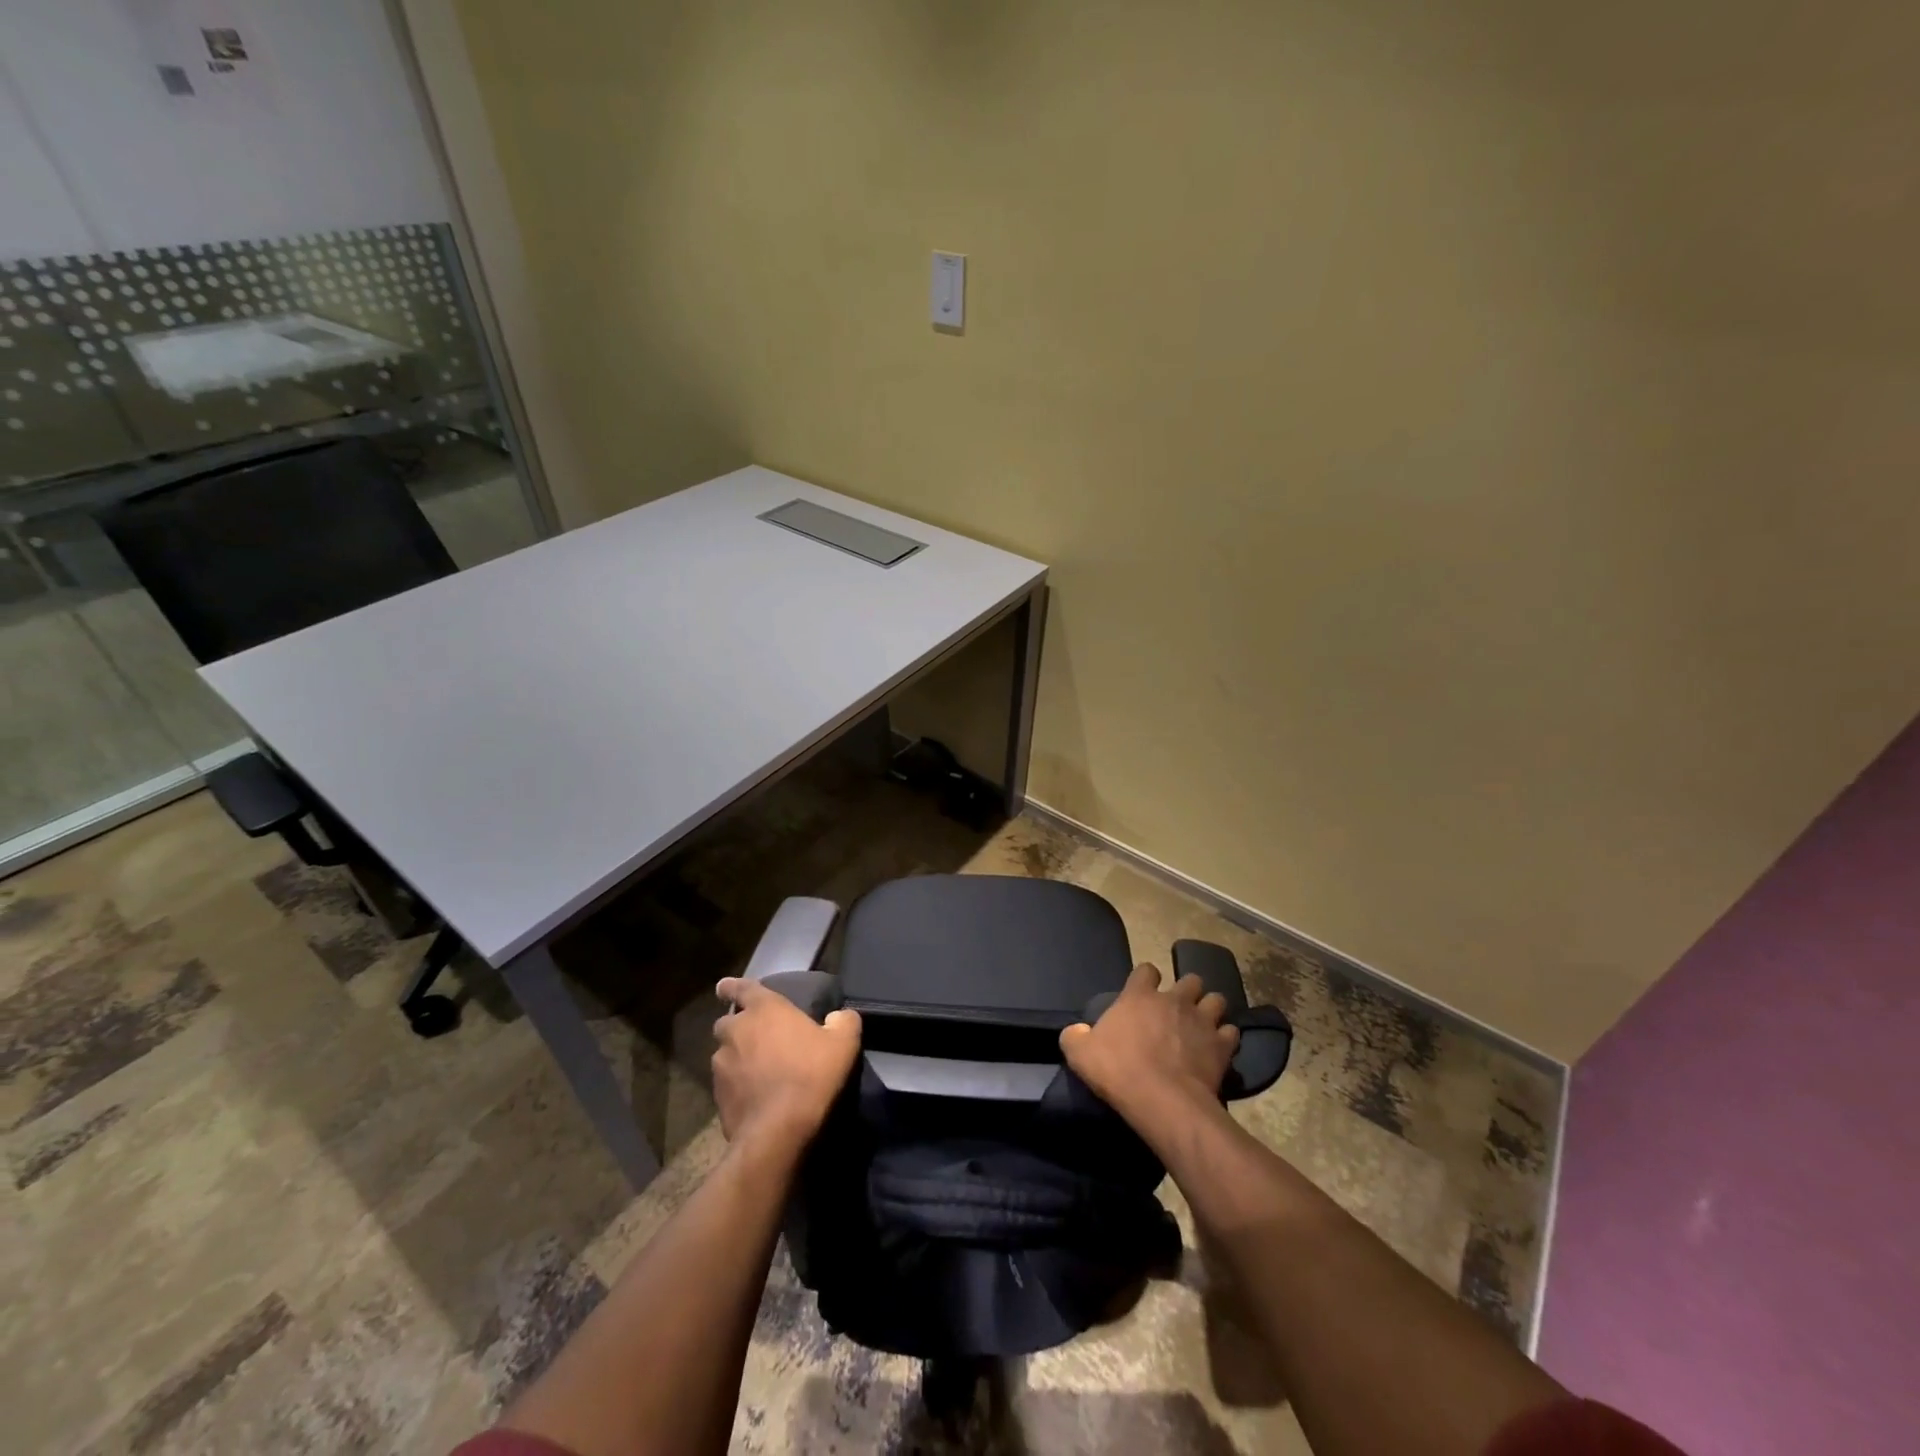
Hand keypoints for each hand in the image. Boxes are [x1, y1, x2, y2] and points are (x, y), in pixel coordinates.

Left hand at [712, 978, 861, 1155]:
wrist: (779, 1130)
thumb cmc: (811, 1074)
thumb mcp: (844, 1043)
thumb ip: (843, 1021)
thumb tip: (839, 1016)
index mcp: (764, 1009)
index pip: (741, 988)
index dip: (732, 987)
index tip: (723, 988)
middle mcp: (736, 1030)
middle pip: (728, 1022)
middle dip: (738, 1027)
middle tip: (758, 1037)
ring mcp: (721, 1064)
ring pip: (724, 1053)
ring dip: (737, 1056)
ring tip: (757, 1070)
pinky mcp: (717, 1096)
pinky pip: (725, 1082)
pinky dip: (736, 1084)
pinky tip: (754, 1096)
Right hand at [1060, 963, 1238, 1125]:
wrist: (1162, 1100)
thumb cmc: (1118, 1070)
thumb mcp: (1080, 1054)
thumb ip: (1075, 1037)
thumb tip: (1076, 1032)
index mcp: (1139, 995)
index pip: (1147, 970)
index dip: (1147, 979)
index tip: (1144, 992)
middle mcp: (1174, 999)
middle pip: (1190, 979)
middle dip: (1187, 990)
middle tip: (1179, 1009)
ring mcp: (1201, 1020)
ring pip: (1216, 999)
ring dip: (1210, 1009)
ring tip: (1203, 1025)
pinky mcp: (1222, 1045)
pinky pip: (1231, 1032)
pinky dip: (1226, 1038)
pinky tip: (1218, 1049)